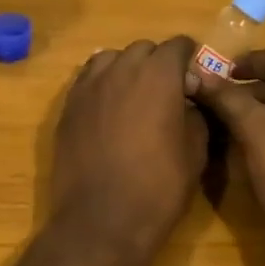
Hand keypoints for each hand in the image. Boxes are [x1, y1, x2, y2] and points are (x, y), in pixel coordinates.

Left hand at [51, 37, 206, 257]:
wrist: (101, 220)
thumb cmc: (158, 187)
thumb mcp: (196, 151)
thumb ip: (195, 114)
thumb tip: (188, 101)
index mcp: (159, 75)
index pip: (178, 45)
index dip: (189, 58)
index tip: (193, 79)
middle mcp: (122, 69)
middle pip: (143, 48)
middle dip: (157, 63)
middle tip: (166, 92)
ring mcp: (90, 85)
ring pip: (112, 59)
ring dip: (127, 69)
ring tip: (133, 97)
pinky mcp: (68, 105)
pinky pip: (88, 79)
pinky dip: (102, 84)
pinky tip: (108, 109)